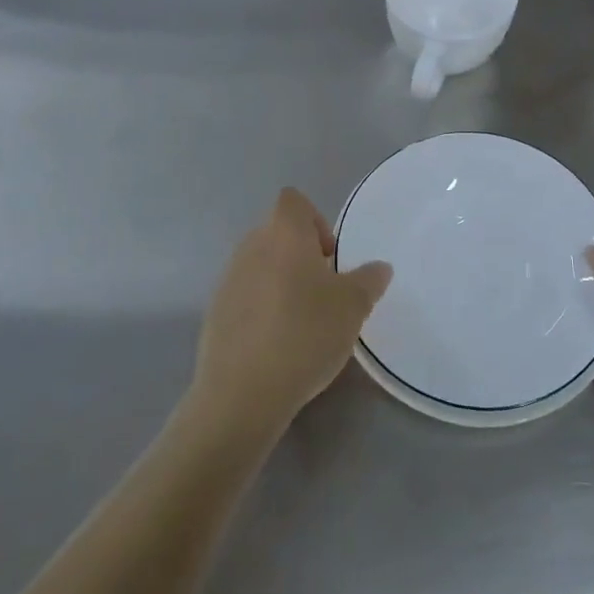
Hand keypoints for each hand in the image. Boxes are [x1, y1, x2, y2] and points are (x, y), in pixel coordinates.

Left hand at [193, 189, 392, 439]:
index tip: (330, 256)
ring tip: (302, 321)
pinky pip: (245, 296)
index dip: (315, 219)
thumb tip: (379, 267)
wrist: (242, 393)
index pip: (293, 200)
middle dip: (301, 254)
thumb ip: (369, 280)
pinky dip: (262, 308)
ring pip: (261, 265)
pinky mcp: (214, 314)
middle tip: (324, 291)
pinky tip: (277, 344)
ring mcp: (227, 280)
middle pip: (277, 232)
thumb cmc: (304, 334)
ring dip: (281, 282)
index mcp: (283, 233)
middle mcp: (250, 247)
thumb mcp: (353, 307)